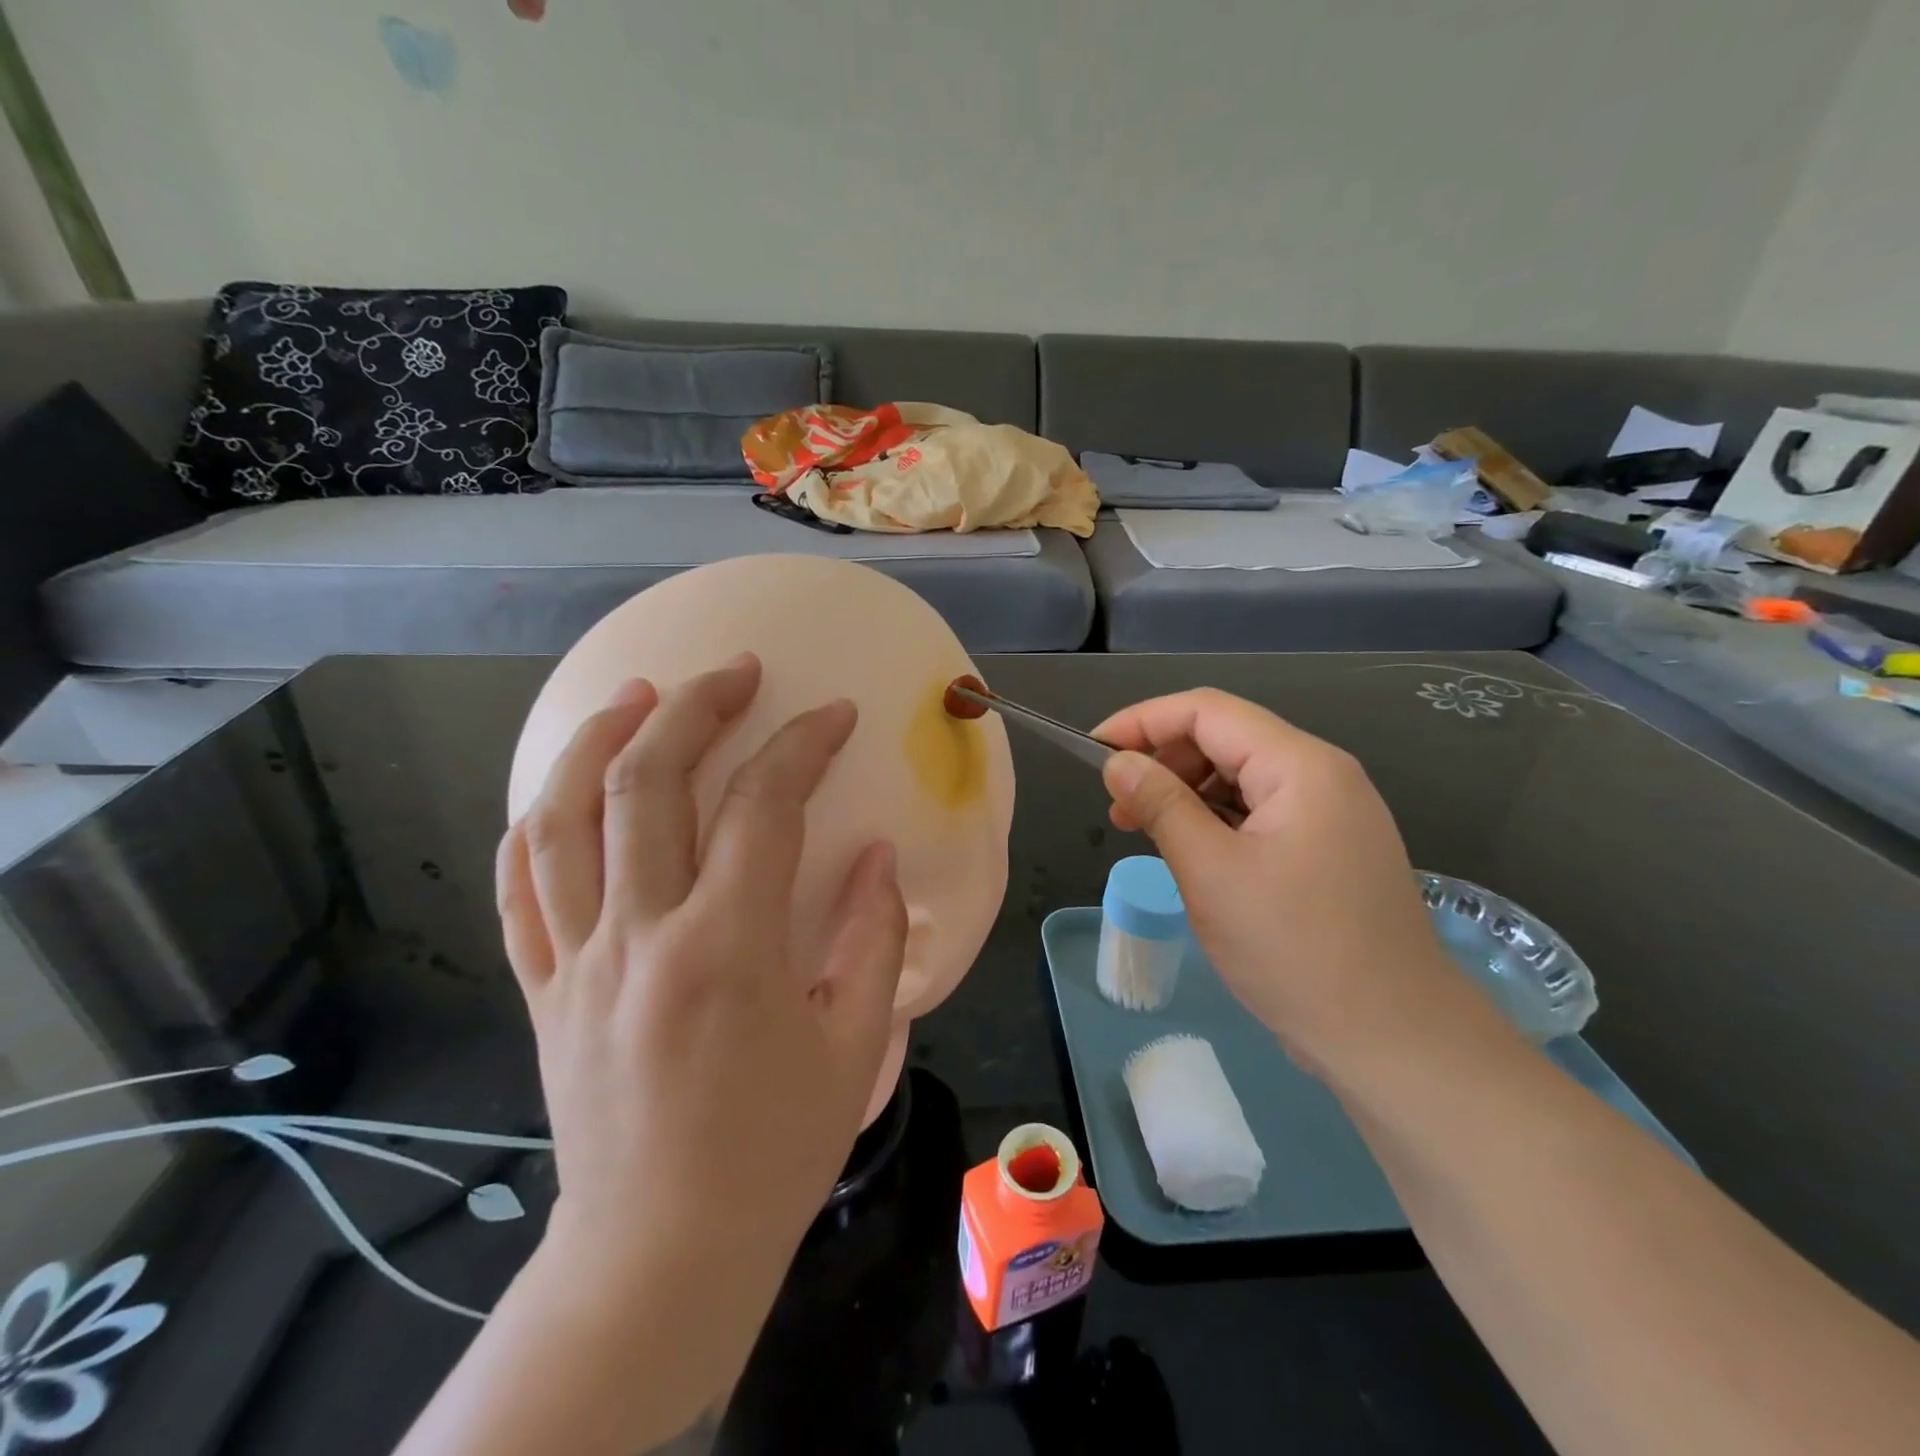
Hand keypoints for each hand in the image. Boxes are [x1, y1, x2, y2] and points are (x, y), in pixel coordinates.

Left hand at [495, 654, 906, 1419]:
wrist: (660, 1255)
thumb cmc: (773, 1152)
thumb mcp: (854, 1045)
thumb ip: (873, 937)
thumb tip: (876, 855)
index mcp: (728, 949)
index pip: (765, 806)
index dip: (803, 744)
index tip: (834, 714)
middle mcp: (640, 935)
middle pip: (649, 784)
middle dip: (694, 708)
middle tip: (732, 670)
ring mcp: (578, 960)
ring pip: (562, 820)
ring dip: (597, 741)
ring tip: (635, 694)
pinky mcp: (544, 990)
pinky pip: (520, 891)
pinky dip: (534, 826)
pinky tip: (558, 789)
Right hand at [1094, 689, 1489, 1073]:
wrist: (1393, 1040)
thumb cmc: (1295, 950)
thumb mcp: (1212, 873)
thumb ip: (1161, 805)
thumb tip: (1117, 761)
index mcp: (1300, 766)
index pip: (1207, 711)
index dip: (1142, 721)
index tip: (1092, 750)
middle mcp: (1320, 775)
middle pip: (1225, 739)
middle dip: (1162, 760)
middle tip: (1117, 807)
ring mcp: (1329, 813)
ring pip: (1239, 777)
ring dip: (1185, 793)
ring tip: (1143, 831)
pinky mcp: (1326, 848)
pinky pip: (1258, 813)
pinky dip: (1214, 821)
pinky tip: (1188, 852)